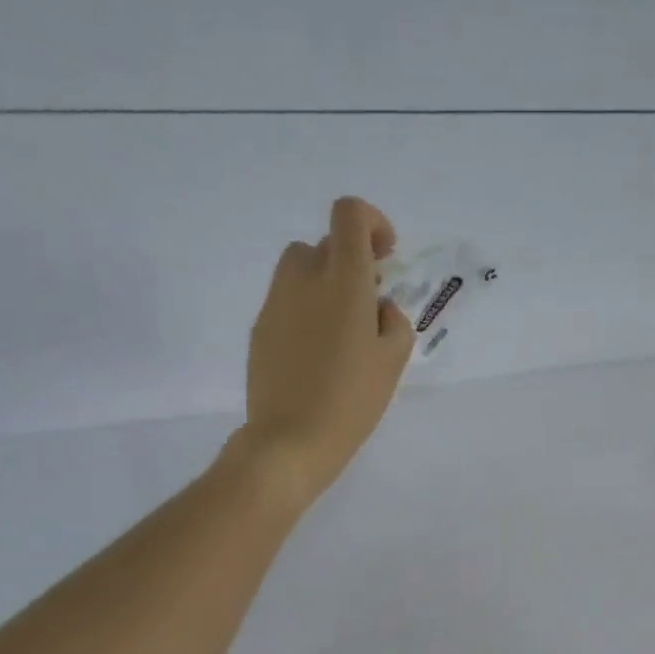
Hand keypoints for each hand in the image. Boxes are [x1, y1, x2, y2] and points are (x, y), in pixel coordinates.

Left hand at [235, 197, 413, 507]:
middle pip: (325, 243)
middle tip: (368, 304)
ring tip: (342, 329)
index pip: (349, 213)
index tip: (384, 258)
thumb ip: (393, 321)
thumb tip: (376, 307)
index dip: (371, 223)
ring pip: (301, 268)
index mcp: (344, 282)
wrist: (291, 440)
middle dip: (350, 262)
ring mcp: (276, 302)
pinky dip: (305, 310)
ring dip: (325, 283)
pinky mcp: (260, 327)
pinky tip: (317, 354)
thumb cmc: (352, 400)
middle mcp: (305, 279)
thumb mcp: (394, 361)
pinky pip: (287, 300)